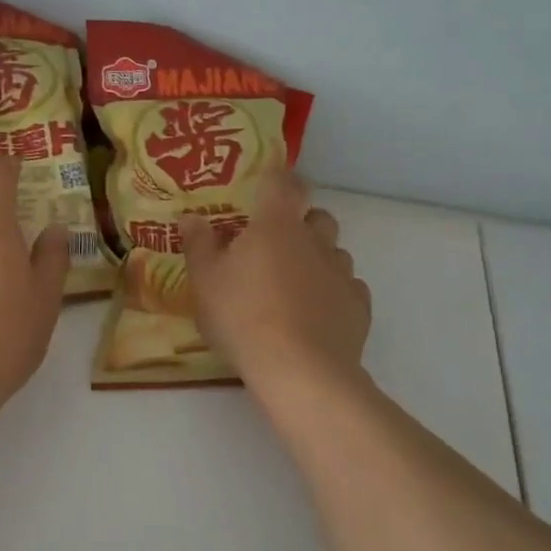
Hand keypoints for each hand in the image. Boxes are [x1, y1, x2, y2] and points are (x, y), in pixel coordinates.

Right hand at [179, 173, 371, 400]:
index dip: (279, 180)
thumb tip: (191, 217)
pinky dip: (335, 294)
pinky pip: (349, 289)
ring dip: (319, 259)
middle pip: (318, 216)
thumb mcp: (205, 281)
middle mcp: (315, 240)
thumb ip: (198, 244)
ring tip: (295, 286)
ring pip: (336, 253)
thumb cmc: (242, 316)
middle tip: (276, 246)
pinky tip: (317, 315)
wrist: (299, 370)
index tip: (269, 189)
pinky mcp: (359, 307)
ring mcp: (342, 273)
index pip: (285, 183)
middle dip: (302, 224)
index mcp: (277, 224)